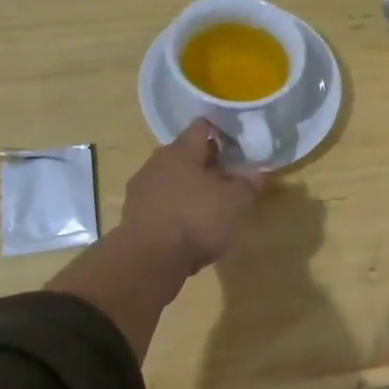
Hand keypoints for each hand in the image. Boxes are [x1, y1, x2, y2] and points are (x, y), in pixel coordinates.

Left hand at [120, 121, 265, 276]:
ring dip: (190, 188)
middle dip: (207, 164)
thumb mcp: (236, 202)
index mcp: (181, 151)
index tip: (236, 141)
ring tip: (211, 205)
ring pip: (172, 180)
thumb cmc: (196, 219)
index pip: (202, 127)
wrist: (148, 260)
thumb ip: (248, 184)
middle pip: (185, 155)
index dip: (220, 131)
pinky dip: (176, 210)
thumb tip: (255, 172)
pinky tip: (190, 228)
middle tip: (229, 176)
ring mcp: (141, 190)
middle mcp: (157, 163)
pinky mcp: (133, 217)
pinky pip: (161, 205)